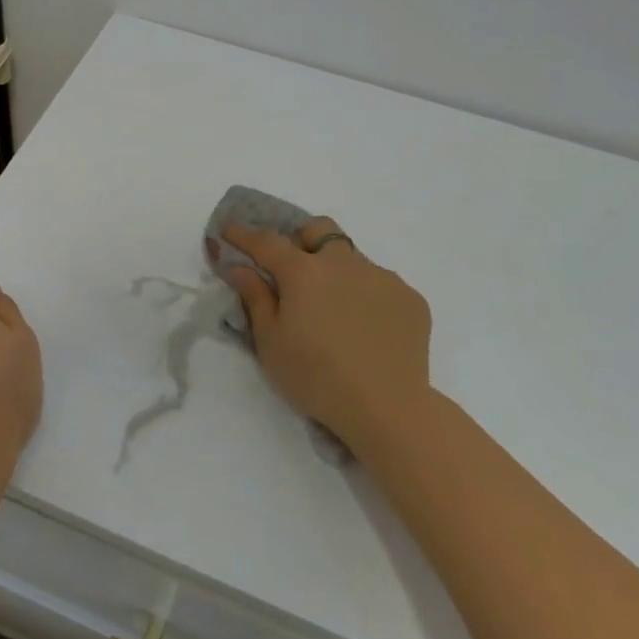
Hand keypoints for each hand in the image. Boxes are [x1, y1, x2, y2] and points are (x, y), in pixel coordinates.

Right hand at [219, 218, 432, 458]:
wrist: (388, 408)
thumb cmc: (316, 377)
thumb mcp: (271, 343)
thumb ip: (255, 298)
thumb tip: (239, 267)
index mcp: (304, 272)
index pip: (267, 242)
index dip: (244, 234)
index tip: (229, 230)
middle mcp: (344, 263)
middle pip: (319, 231)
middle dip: (301, 240)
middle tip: (294, 272)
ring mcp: (382, 277)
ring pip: (352, 259)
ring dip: (336, 272)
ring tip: (335, 312)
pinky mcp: (410, 298)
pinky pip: (381, 285)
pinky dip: (366, 296)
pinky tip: (366, 329)